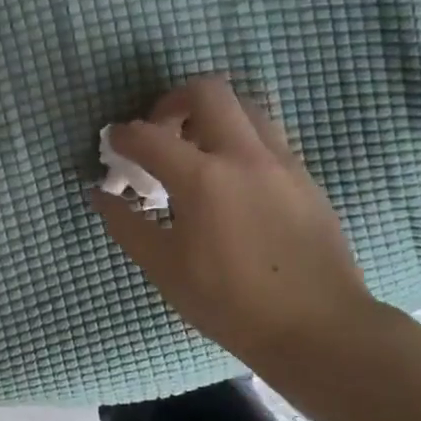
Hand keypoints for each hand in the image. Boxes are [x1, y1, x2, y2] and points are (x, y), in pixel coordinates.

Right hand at [93, 77, 381, 367]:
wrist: (320, 329)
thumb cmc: (230, 303)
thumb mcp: (165, 269)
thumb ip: (126, 225)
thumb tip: (100, 196)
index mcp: (202, 179)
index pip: (148, 136)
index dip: (122, 136)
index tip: (113, 145)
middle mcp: (244, 156)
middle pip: (207, 91)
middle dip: (173, 102)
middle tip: (159, 133)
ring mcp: (282, 162)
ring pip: (244, 107)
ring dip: (211, 115)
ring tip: (195, 152)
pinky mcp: (305, 177)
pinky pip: (267, 136)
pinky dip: (239, 139)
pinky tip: (230, 180)